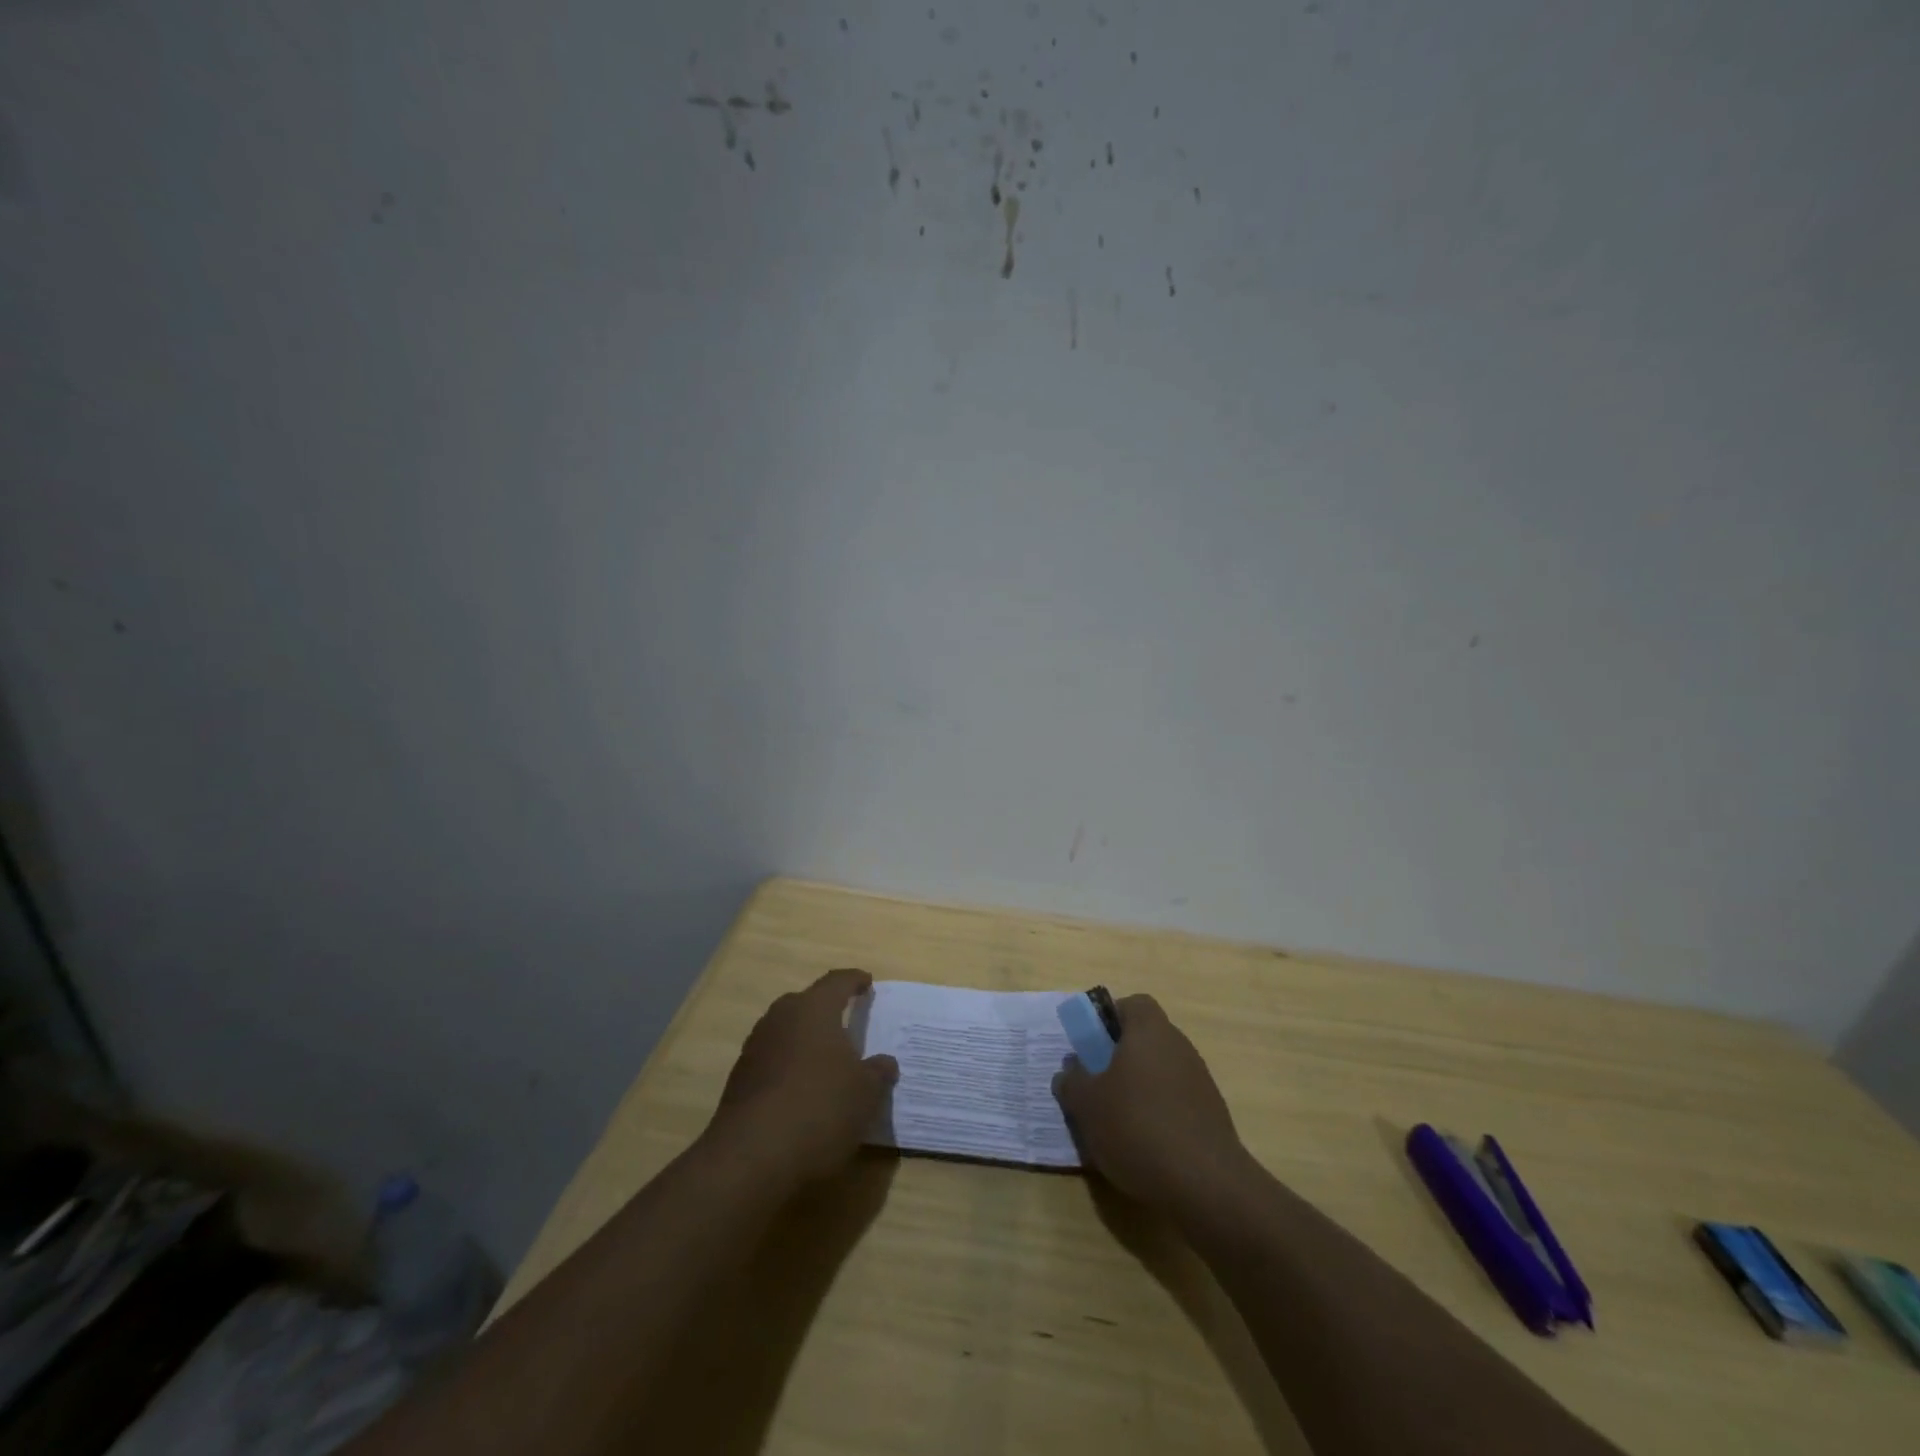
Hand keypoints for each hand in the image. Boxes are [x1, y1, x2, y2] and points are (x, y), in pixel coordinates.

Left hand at [709, 968, 898, 1185]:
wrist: (751, 1157)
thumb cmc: (820, 1109)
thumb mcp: (866, 1093)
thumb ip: (878, 1072)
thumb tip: (884, 1062)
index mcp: (814, 1009)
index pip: (837, 981)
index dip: (855, 980)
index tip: (867, 982)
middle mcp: (781, 1018)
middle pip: (806, 1003)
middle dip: (826, 1010)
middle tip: (846, 1022)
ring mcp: (756, 1048)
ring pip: (786, 1031)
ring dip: (805, 1040)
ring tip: (826, 1060)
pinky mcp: (739, 1079)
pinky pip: (772, 1060)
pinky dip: (789, 1067)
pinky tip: (802, 1091)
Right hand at [1053, 994, 1247, 1211]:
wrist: (1205, 1184)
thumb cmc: (1137, 1127)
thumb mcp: (1087, 1104)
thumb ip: (1072, 1081)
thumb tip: (1070, 1071)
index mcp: (1150, 1030)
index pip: (1132, 1004)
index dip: (1109, 1019)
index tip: (1091, 1046)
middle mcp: (1179, 1046)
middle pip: (1145, 1039)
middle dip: (1119, 1058)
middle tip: (1096, 1085)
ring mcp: (1200, 1081)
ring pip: (1160, 1072)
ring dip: (1138, 1089)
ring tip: (1115, 1122)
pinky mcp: (1212, 1115)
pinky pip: (1176, 1101)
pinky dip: (1158, 1114)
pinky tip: (1144, 1146)